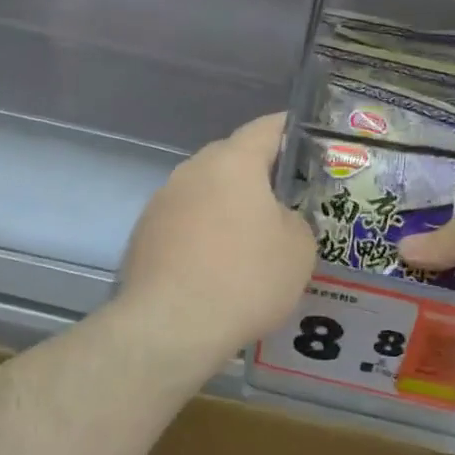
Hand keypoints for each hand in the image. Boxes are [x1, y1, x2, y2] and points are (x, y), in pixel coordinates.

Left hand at [116, 114, 315, 363]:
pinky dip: (204, 232)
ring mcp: (162, 201)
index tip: (309, 138)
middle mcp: (193, 170)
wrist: (170, 327)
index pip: (267, 128)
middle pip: (233, 158)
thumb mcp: (298, 249)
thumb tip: (277, 219)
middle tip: (287, 197)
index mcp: (233, 162)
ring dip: (229, 205)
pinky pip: (185, 221)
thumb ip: (295, 219)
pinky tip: (217, 265)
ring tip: (252, 237)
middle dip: (259, 173)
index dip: (291, 129)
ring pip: (206, 191)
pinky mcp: (144, 233)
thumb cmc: (245, 278)